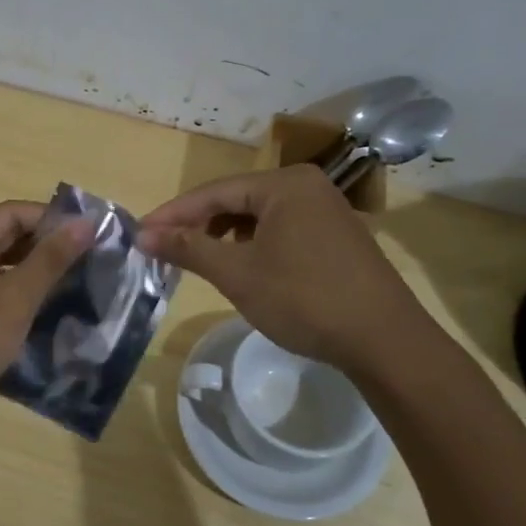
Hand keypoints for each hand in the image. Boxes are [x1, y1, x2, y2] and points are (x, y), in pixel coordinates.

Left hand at [0, 201, 92, 436]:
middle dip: (48, 246)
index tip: (94, 234)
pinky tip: (50, 308)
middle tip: (94, 259)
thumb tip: (86, 222)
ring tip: (80, 281)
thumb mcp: (13, 298)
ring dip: (37, 272)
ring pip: (2, 266)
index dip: (54, 220)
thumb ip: (50, 259)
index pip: (14, 213)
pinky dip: (21, 295)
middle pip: (7, 237)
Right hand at [138, 165, 438, 378]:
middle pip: (236, 200)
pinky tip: (241, 266)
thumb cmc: (305, 299)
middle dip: (198, 224)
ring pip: (258, 216)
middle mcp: (306, 186)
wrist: (385, 341)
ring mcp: (326, 210)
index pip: (213, 192)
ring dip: (224, 235)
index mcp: (284, 184)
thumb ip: (188, 248)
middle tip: (164, 248)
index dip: (173, 214)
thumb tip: (142, 235)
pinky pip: (281, 229)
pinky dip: (253, 244)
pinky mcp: (336, 235)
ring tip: (198, 259)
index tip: (140, 234)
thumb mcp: (238, 274)